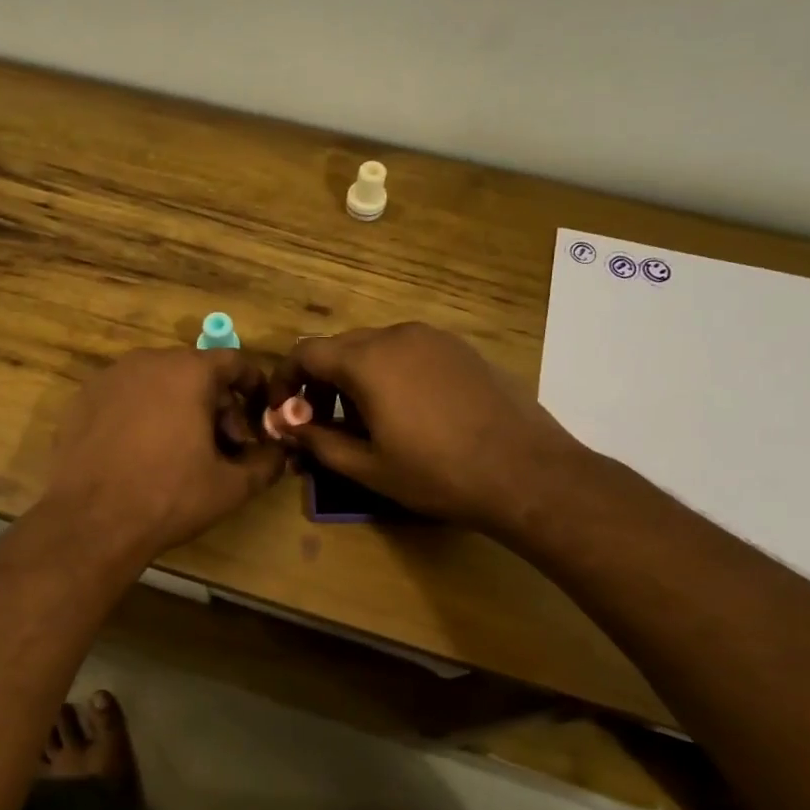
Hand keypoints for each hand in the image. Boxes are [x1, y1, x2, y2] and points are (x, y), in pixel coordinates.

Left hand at [43, 347, 284, 557]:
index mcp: (188, 371)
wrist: (91, 522)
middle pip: (195, 371)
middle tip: (223, 445)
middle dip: (216, 404)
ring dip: (179, 407)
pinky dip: (142, 414)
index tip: (260, 414)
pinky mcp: (82, 398)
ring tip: (182, 450)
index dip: (253, 387)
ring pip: (159, 382)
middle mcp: (148, 361)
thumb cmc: (169, 497)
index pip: (234, 362)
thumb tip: (280, 452)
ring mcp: (110, 377)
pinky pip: (126, 397)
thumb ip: (266, 463)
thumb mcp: (231, 486)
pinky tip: (141, 452)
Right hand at [267, 323, 580, 535]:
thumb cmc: (437, 473)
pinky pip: (408, 351)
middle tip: (321, 424)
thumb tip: (286, 425)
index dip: (285, 382)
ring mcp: (433, 338)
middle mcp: (396, 335)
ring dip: (355, 377)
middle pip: (339, 347)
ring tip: (365, 421)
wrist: (525, 472)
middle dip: (320, 382)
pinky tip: (407, 410)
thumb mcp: (367, 466)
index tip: (285, 414)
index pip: (305, 353)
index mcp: (367, 360)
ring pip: (374, 347)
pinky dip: (389, 372)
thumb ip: (317, 439)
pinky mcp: (460, 348)